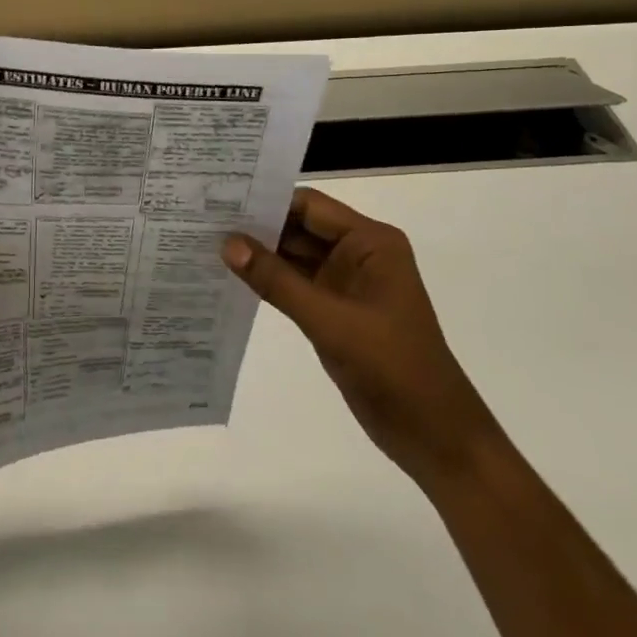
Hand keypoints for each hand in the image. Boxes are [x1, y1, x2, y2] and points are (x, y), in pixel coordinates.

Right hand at [223, 189, 500, 491]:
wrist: (435, 437)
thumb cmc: (393, 368)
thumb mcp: (330, 321)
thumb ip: (277, 281)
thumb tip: (227, 244)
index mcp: (370, 242)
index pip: (309, 206)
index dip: (266, 201)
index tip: (218, 199)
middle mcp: (358, 253)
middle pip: (299, 227)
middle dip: (256, 226)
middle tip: (202, 219)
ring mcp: (347, 283)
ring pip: (294, 256)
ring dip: (259, 253)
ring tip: (206, 242)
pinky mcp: (336, 310)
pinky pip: (296, 284)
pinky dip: (268, 281)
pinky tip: (232, 277)